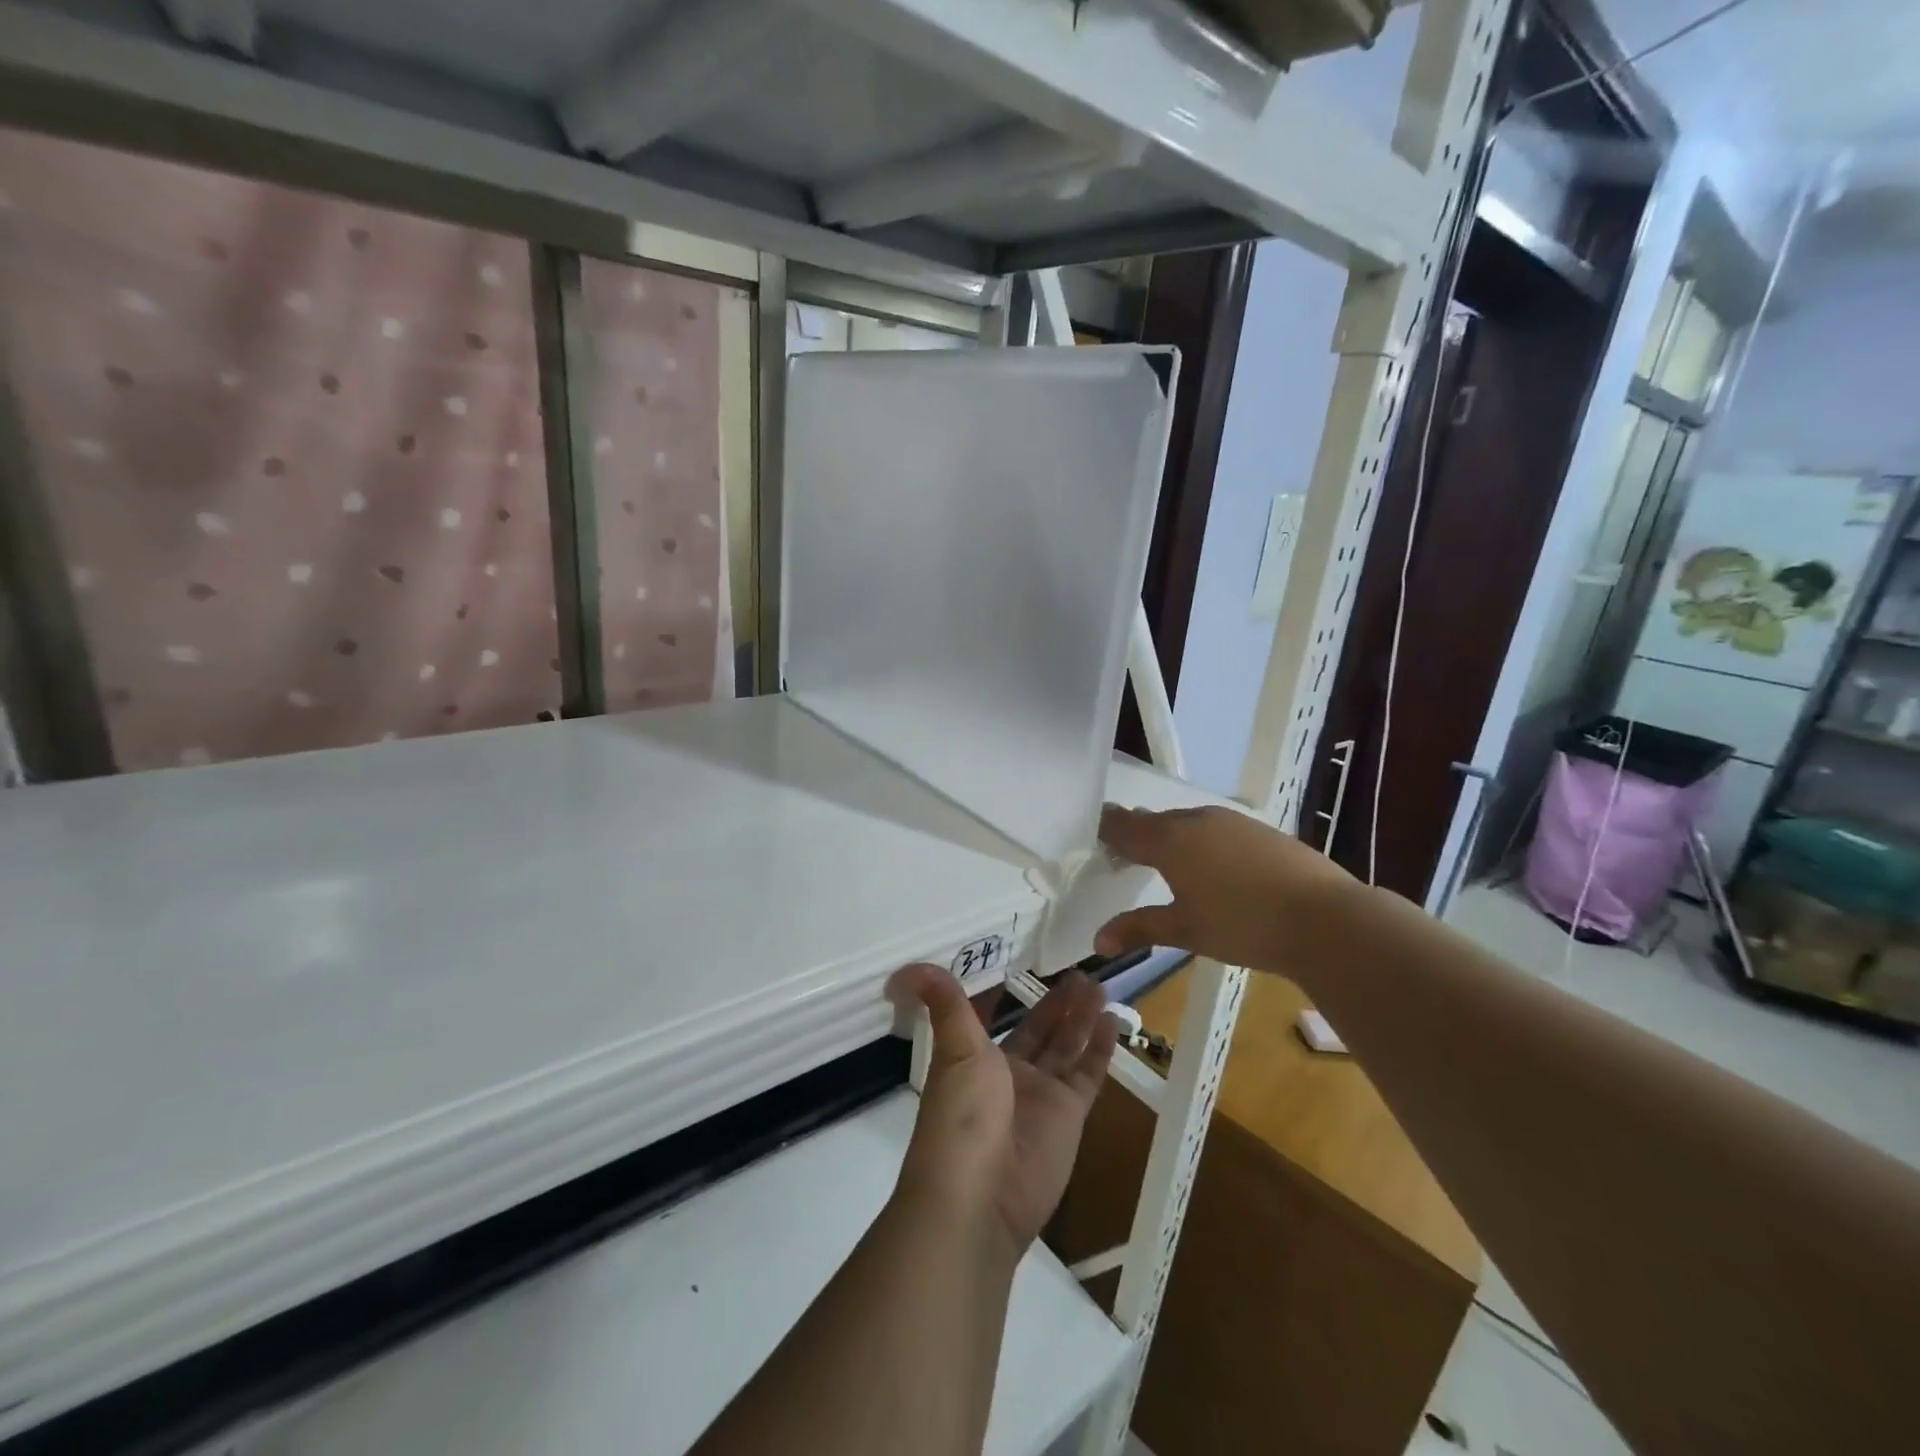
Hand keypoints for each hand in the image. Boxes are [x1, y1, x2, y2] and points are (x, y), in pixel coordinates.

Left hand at [889, 966, 1117, 1259]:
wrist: (979, 1197)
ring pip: (1067, 1046)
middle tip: (1080, 969)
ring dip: (1081, 1017)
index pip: (996, 1018)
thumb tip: (913, 966)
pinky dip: (1100, 1048)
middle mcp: (1010, 1073)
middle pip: (1040, 1029)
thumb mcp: (955, 1050)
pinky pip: (1088, 1074)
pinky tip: (1111, 1019)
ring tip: (1098, 983)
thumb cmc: (961, 1115)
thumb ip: (947, 1005)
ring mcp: (1042, 1095)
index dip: (1009, 995)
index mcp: (976, 1057)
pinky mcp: (1070, 1116)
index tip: (1025, 962)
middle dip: (1058, 1002)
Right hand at [1092, 803, 1357, 971]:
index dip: (1106, 830)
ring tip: (1166, 859)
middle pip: (1155, 821)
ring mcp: (1231, 821)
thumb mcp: (1185, 931)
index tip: (1093, 835)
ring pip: (1187, 822)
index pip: (1124, 826)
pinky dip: (1201, 840)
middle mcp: (1196, 820)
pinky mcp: (1259, 829)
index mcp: (1169, 840)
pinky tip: (1212, 865)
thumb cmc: (1242, 925)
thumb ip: (1140, 929)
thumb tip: (1098, 941)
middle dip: (1137, 834)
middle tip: (1124, 852)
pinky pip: (1215, 828)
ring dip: (1171, 836)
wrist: (1325, 918)